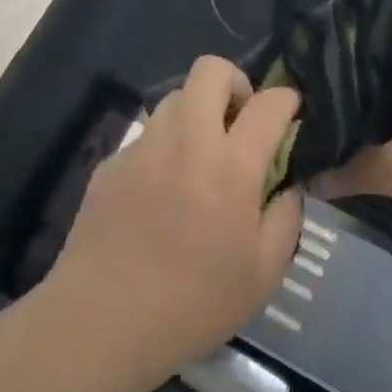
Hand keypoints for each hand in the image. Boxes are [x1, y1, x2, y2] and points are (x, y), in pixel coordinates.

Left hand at [46, 57, 304, 379]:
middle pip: (211, 70)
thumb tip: (287, 184)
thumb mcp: (263, 275)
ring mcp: (144, 146)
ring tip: (200, 155)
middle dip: (235, 82)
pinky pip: (147, 134)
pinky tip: (162, 191)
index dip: (287, 99)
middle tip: (240, 122)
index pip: (268, 103)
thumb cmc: (192, 305)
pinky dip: (165, 146)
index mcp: (231, 166)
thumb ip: (285, 218)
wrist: (100, 322)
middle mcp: (187, 140)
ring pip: (175, 96)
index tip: (290, 112)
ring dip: (197, 112)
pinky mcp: (112, 161)